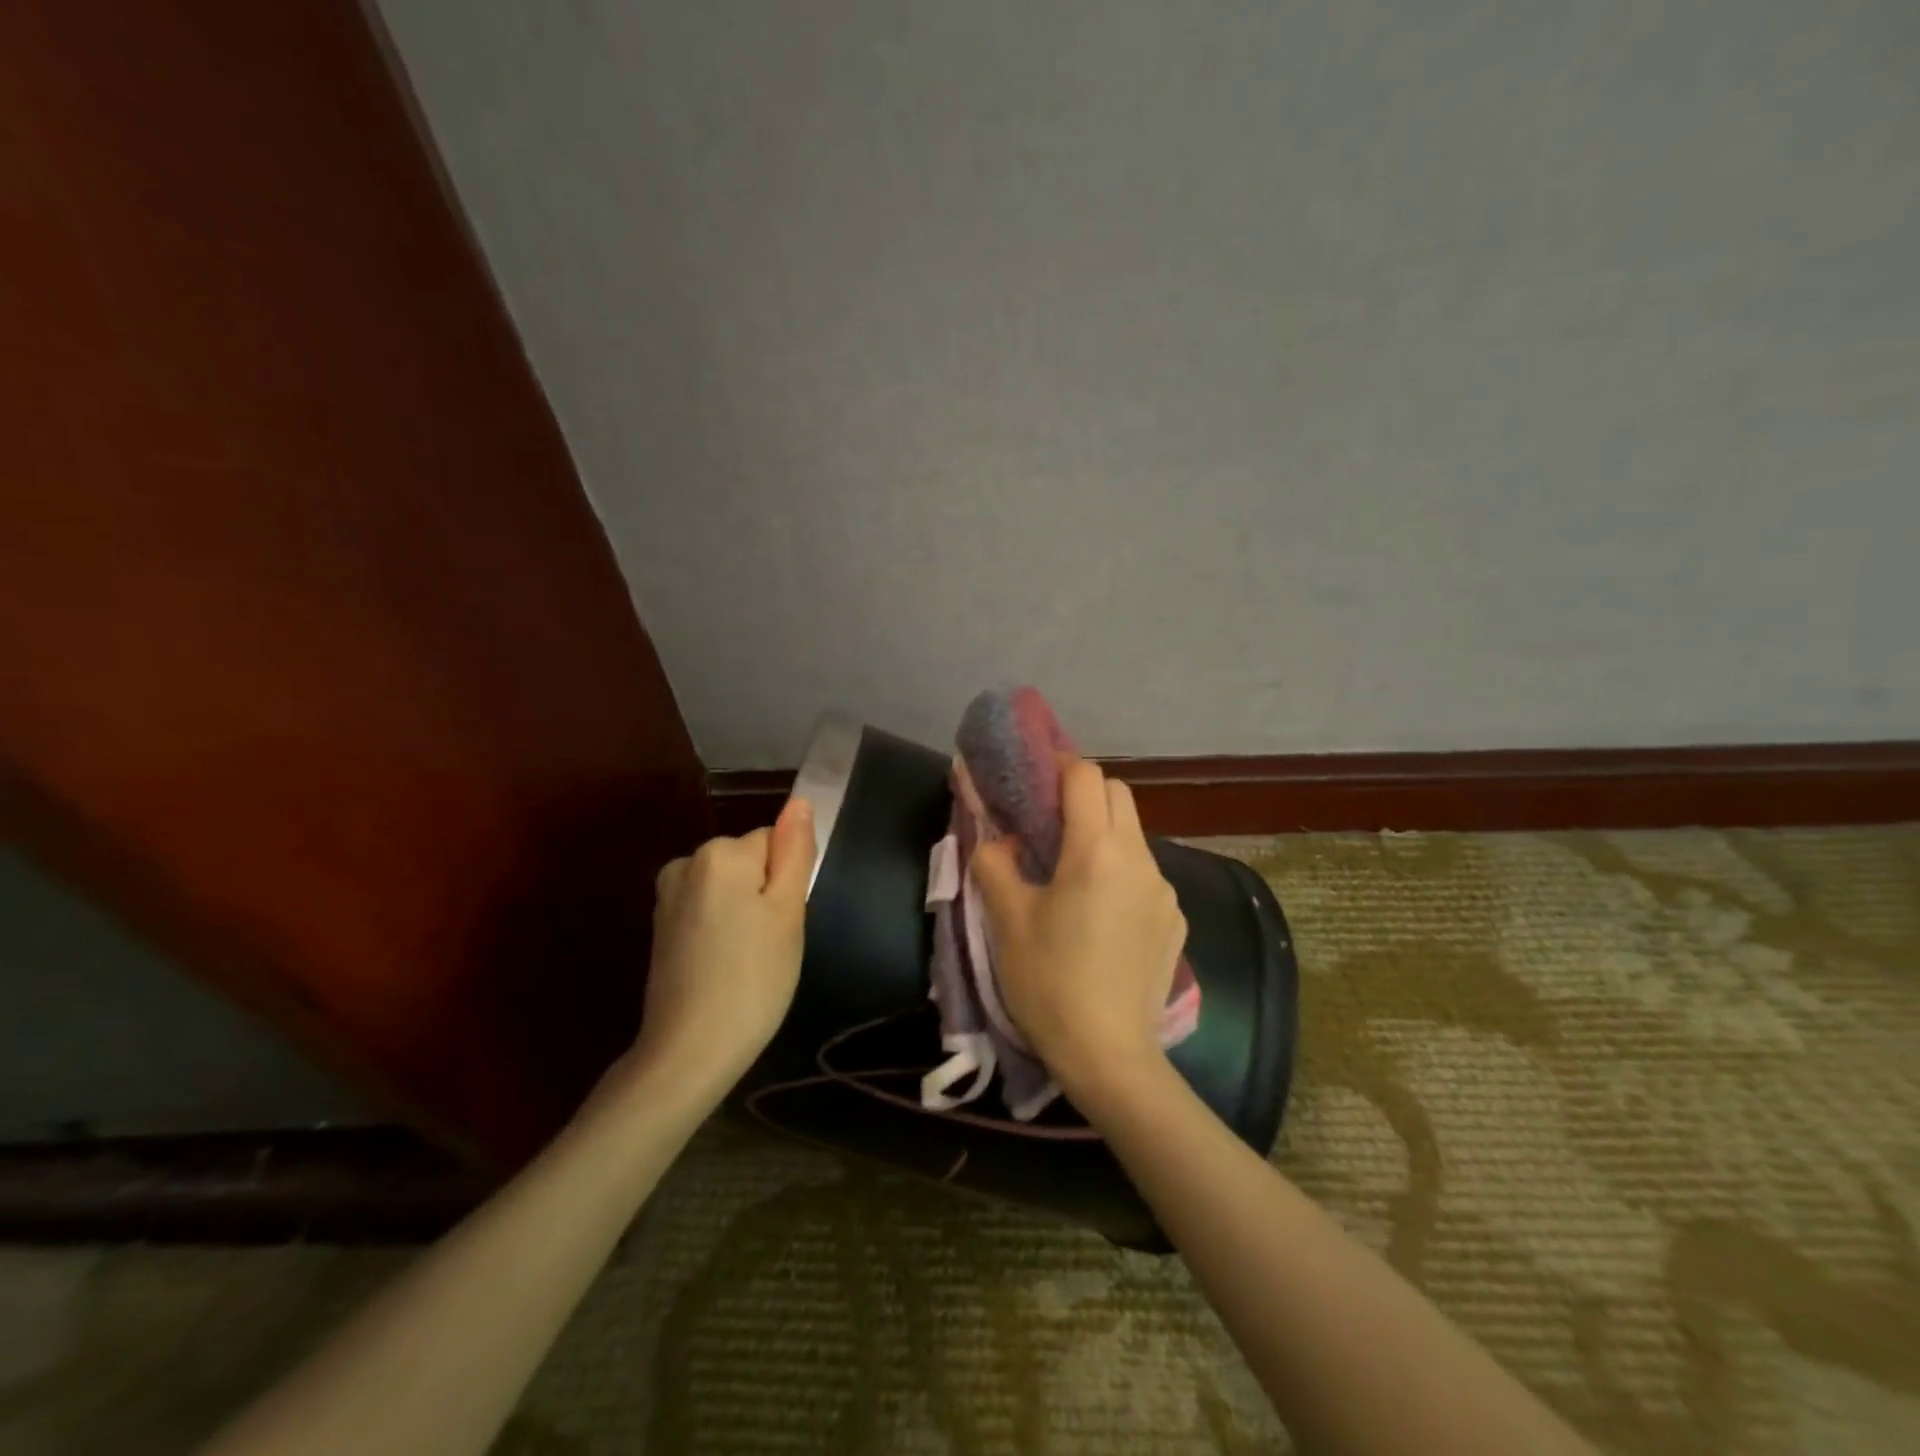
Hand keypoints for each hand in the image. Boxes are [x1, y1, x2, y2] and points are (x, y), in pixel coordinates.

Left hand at [629, 796, 814, 1095]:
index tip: (782, 924)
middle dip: (764, 895)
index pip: (775, 842)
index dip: (786, 882)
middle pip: (749, 861)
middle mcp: (687, 862)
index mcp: (720, 854)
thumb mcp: (787, 913)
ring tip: (747, 959)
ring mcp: (668, 895)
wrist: (688, 1052)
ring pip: (729, 886)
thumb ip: (795, 852)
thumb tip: (799, 802)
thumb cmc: (753, 979)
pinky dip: (720, 928)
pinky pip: (707, 908)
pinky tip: (722, 965)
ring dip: (743, 913)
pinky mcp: (660, 925)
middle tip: (769, 945)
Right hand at [971, 756, 1186, 1096]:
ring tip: (1072, 874)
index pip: (1086, 776)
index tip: (1035, 778)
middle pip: (1118, 795)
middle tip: (1049, 821)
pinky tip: (1101, 916)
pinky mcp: (1175, 919)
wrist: (1109, 1055)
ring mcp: (1165, 890)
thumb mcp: (1007, 920)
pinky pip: (1146, 875)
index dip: (1059, 765)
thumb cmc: (1049, 982)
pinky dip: (1121, 872)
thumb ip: (995, 862)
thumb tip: (998, 837)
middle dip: (1084, 793)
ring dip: (1103, 834)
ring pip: (1134, 835)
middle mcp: (1140, 859)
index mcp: (1097, 851)